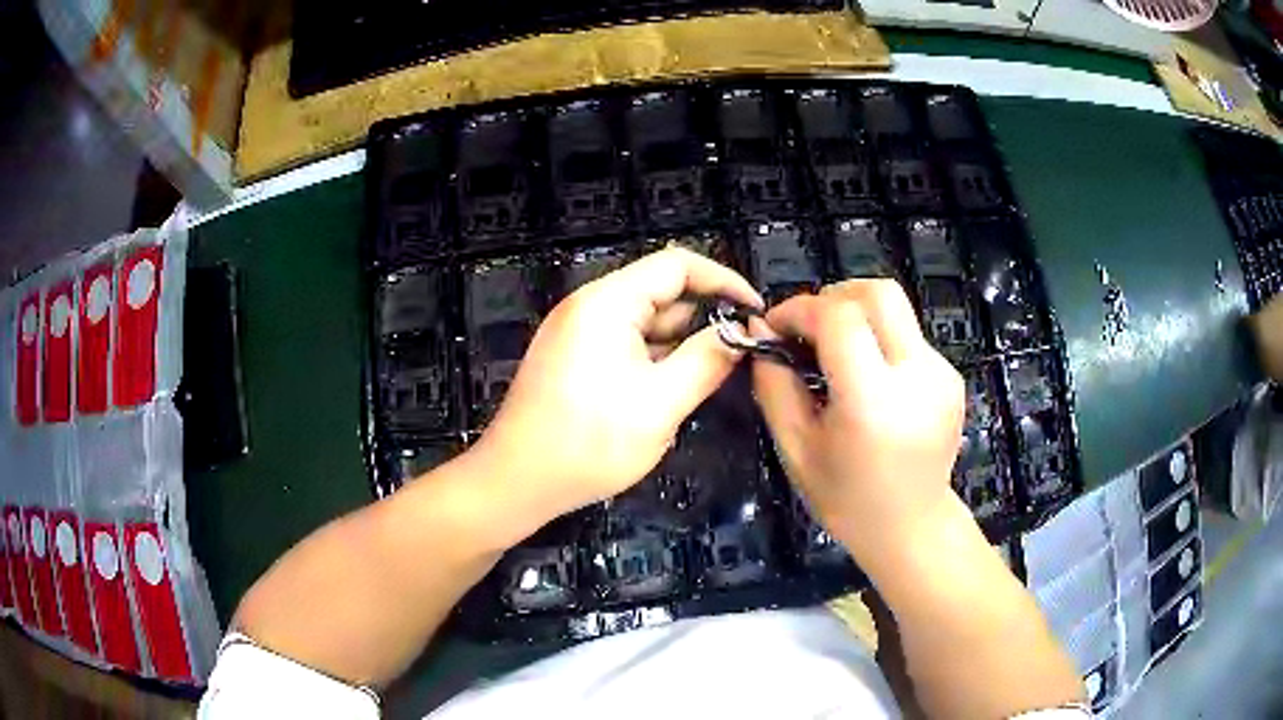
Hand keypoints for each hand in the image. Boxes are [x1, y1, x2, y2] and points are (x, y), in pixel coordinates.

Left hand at [474, 247, 761, 523]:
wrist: (516, 481)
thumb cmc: (588, 443)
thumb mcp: (661, 404)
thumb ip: (707, 361)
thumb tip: (741, 334)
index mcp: (607, 302)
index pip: (677, 265)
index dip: (723, 280)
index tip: (755, 310)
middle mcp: (589, 306)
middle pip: (660, 292)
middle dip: (701, 319)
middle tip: (736, 355)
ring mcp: (576, 332)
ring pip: (644, 323)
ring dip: (676, 346)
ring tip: (702, 381)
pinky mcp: (572, 358)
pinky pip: (624, 344)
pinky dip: (652, 360)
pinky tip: (665, 393)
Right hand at [751, 279, 964, 575]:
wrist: (912, 527)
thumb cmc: (847, 499)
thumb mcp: (795, 448)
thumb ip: (774, 384)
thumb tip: (760, 330)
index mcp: (873, 401)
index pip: (839, 316)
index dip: (800, 309)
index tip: (776, 327)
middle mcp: (916, 376)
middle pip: (878, 293)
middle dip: (834, 297)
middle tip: (809, 329)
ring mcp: (941, 373)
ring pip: (896, 309)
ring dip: (857, 315)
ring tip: (836, 354)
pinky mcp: (952, 376)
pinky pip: (908, 335)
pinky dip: (880, 340)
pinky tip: (869, 379)